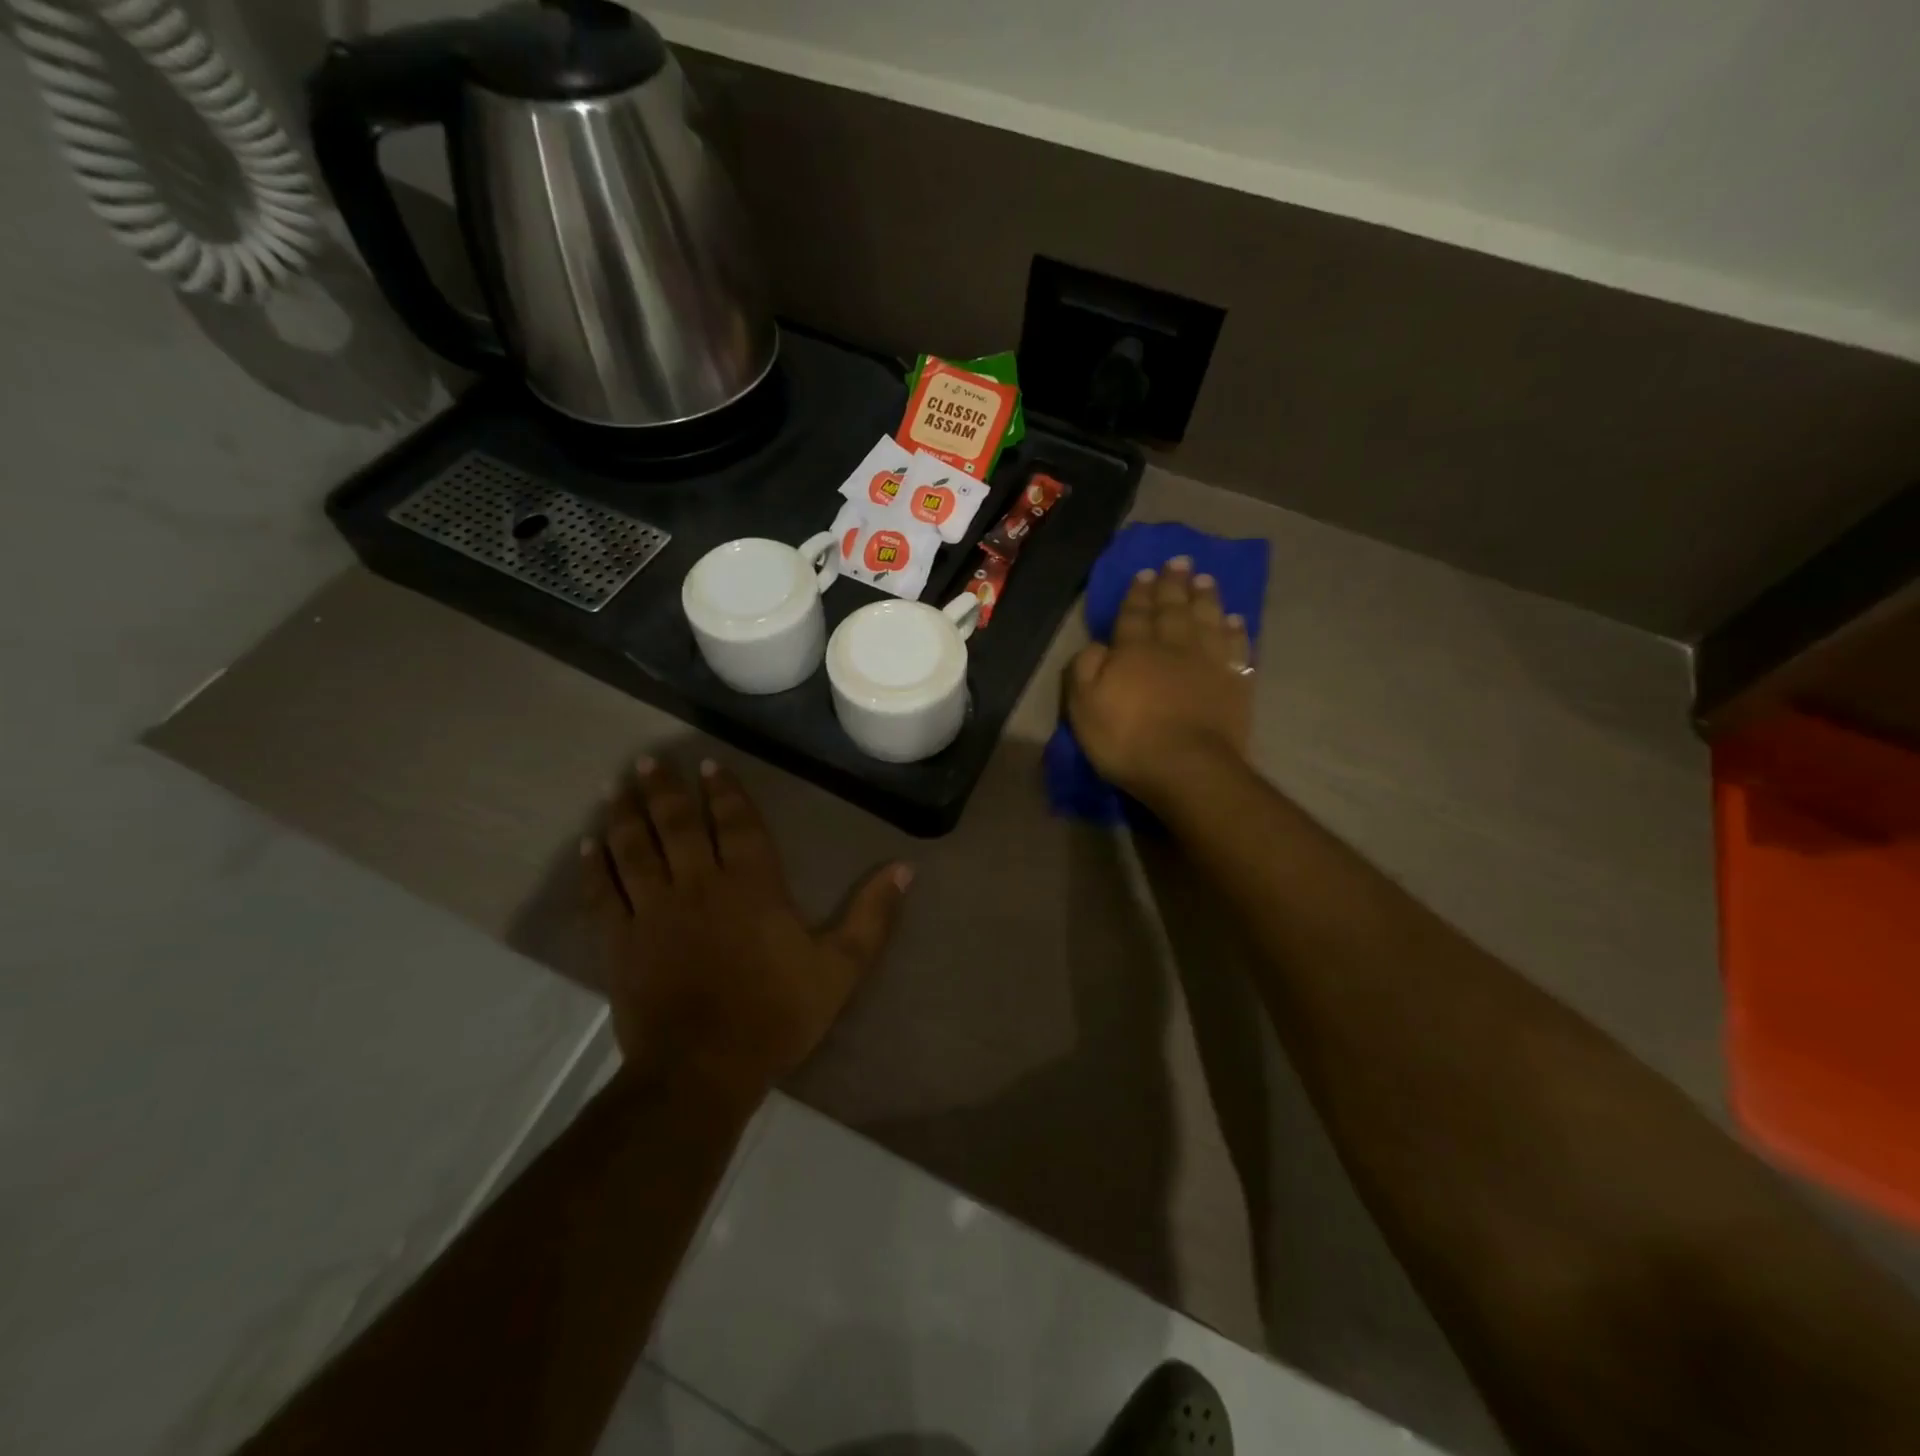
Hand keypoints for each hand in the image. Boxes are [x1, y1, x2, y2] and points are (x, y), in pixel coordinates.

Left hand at [583, 757, 911, 1103]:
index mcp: (752, 886)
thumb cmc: (777, 1014)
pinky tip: (588, 842)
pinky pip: (602, 893)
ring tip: (617, 785)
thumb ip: (872, 916)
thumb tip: (904, 868)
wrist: (703, 1070)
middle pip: (677, 826)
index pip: (736, 824)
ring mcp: (654, 911)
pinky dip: (593, 866)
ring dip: (625, 814)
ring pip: (634, 849)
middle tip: (649, 760)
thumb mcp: (841, 968)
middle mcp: (699, 885)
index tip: (708, 765)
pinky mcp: (620, 941)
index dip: (724, 792)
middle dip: (665, 790)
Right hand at [1065, 557, 1253, 804]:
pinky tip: (1235, 620)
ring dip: (1205, 598)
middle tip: (1179, 562)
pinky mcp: (1235, 683)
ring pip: (1207, 620)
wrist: (1187, 767)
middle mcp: (1173, 646)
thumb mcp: (1084, 706)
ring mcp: (1208, 663)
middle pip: (1173, 609)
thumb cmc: (1127, 739)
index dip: (1138, 594)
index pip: (1134, 614)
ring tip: (1205, 580)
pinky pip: (1237, 648)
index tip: (1144, 573)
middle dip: (1173, 585)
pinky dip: (1236, 632)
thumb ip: (1085, 669)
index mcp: (1134, 650)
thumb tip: (1097, 645)